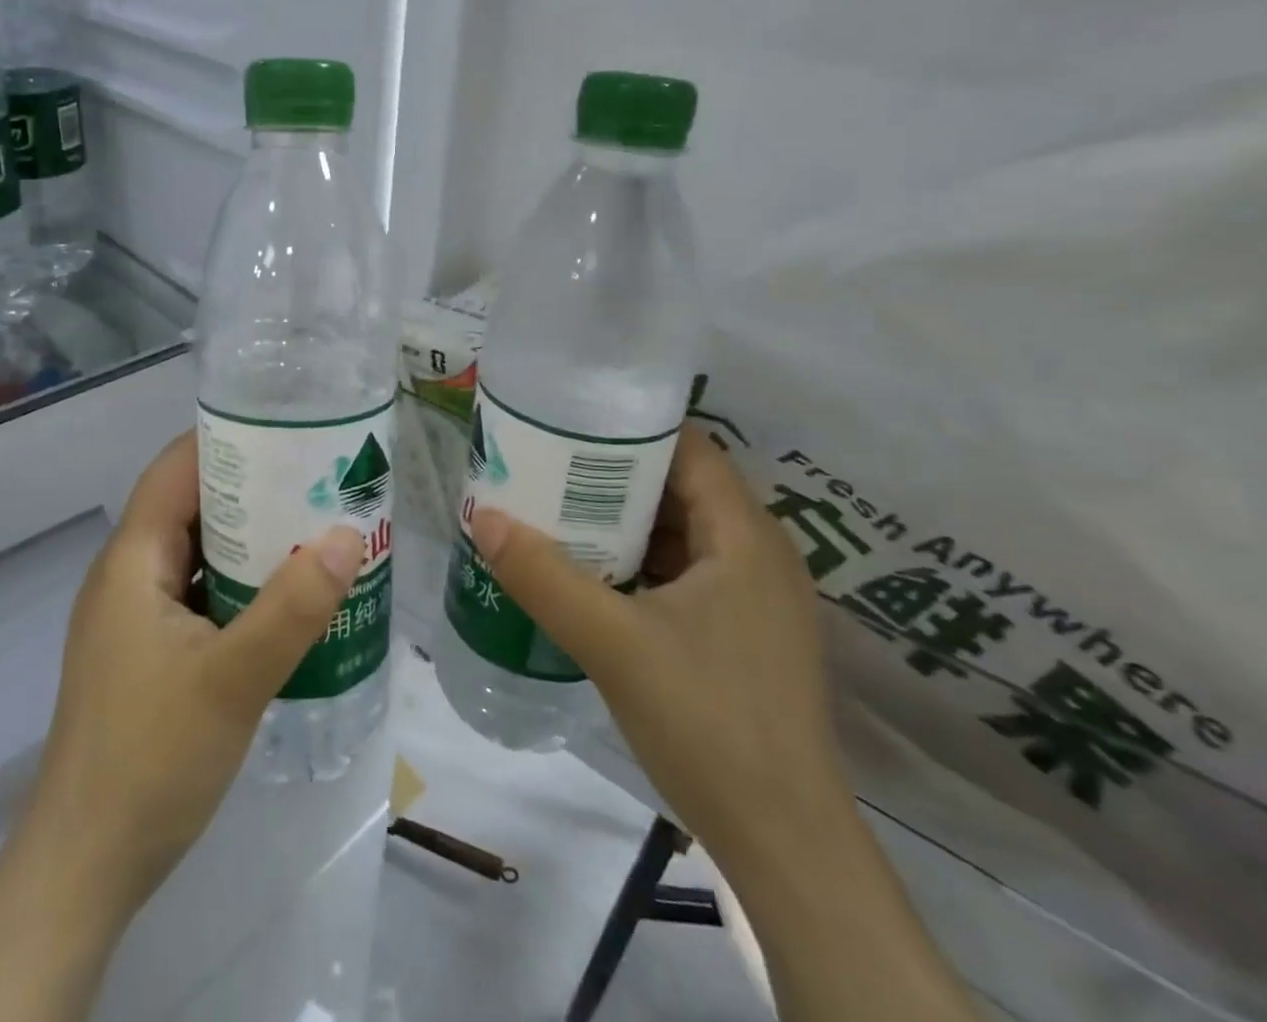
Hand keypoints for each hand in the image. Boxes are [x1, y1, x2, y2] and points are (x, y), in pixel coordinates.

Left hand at [21, 430, 366, 926]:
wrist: (85, 869)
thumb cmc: (150, 760)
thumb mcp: (233, 679)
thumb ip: (294, 608)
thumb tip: (349, 536)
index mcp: (133, 560)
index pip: (177, 468)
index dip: (228, 438)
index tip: (290, 429)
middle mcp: (130, 575)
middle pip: (193, 506)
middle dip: (255, 488)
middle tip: (323, 480)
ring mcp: (138, 617)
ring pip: (200, 553)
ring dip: (252, 540)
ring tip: (318, 528)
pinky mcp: (151, 653)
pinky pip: (201, 594)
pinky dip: (242, 584)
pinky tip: (289, 597)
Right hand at [467, 429, 851, 864]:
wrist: (784, 845)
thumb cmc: (707, 724)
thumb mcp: (612, 643)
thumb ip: (544, 577)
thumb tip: (483, 516)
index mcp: (746, 537)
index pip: (690, 447)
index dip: (631, 427)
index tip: (570, 421)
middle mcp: (760, 554)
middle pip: (682, 485)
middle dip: (615, 472)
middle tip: (547, 464)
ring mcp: (756, 597)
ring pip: (683, 531)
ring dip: (624, 519)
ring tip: (557, 508)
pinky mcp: (744, 633)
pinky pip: (687, 571)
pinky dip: (640, 560)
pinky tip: (592, 572)